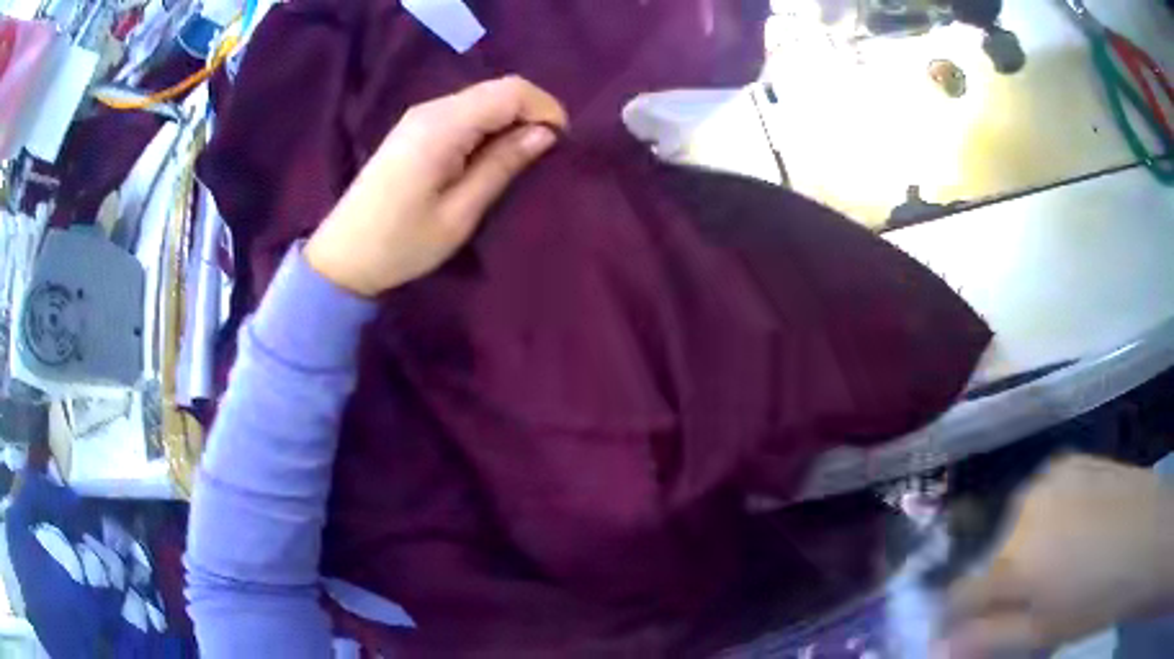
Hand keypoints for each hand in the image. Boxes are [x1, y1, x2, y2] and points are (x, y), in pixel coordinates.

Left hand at [305, 76, 567, 295]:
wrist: (343, 257)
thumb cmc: (401, 244)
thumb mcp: (459, 213)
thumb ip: (502, 165)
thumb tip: (545, 134)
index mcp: (443, 126)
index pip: (510, 91)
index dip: (545, 108)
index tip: (561, 143)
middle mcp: (431, 109)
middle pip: (497, 89)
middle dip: (531, 112)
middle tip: (546, 152)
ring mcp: (420, 116)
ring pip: (482, 98)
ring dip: (510, 118)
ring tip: (522, 157)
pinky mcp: (414, 128)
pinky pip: (464, 112)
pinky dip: (488, 125)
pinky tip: (491, 154)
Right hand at [938, 455, 1173, 657]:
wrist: (1145, 536)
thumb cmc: (1096, 600)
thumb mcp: (1042, 635)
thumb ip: (988, 640)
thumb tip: (938, 647)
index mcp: (1014, 561)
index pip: (960, 595)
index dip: (959, 618)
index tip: (969, 631)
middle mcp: (1025, 511)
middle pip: (992, 558)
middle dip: (1003, 583)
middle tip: (1034, 600)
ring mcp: (1052, 477)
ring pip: (1017, 525)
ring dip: (1026, 549)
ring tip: (1060, 563)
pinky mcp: (1074, 460)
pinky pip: (1043, 495)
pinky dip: (1048, 517)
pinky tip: (1076, 528)